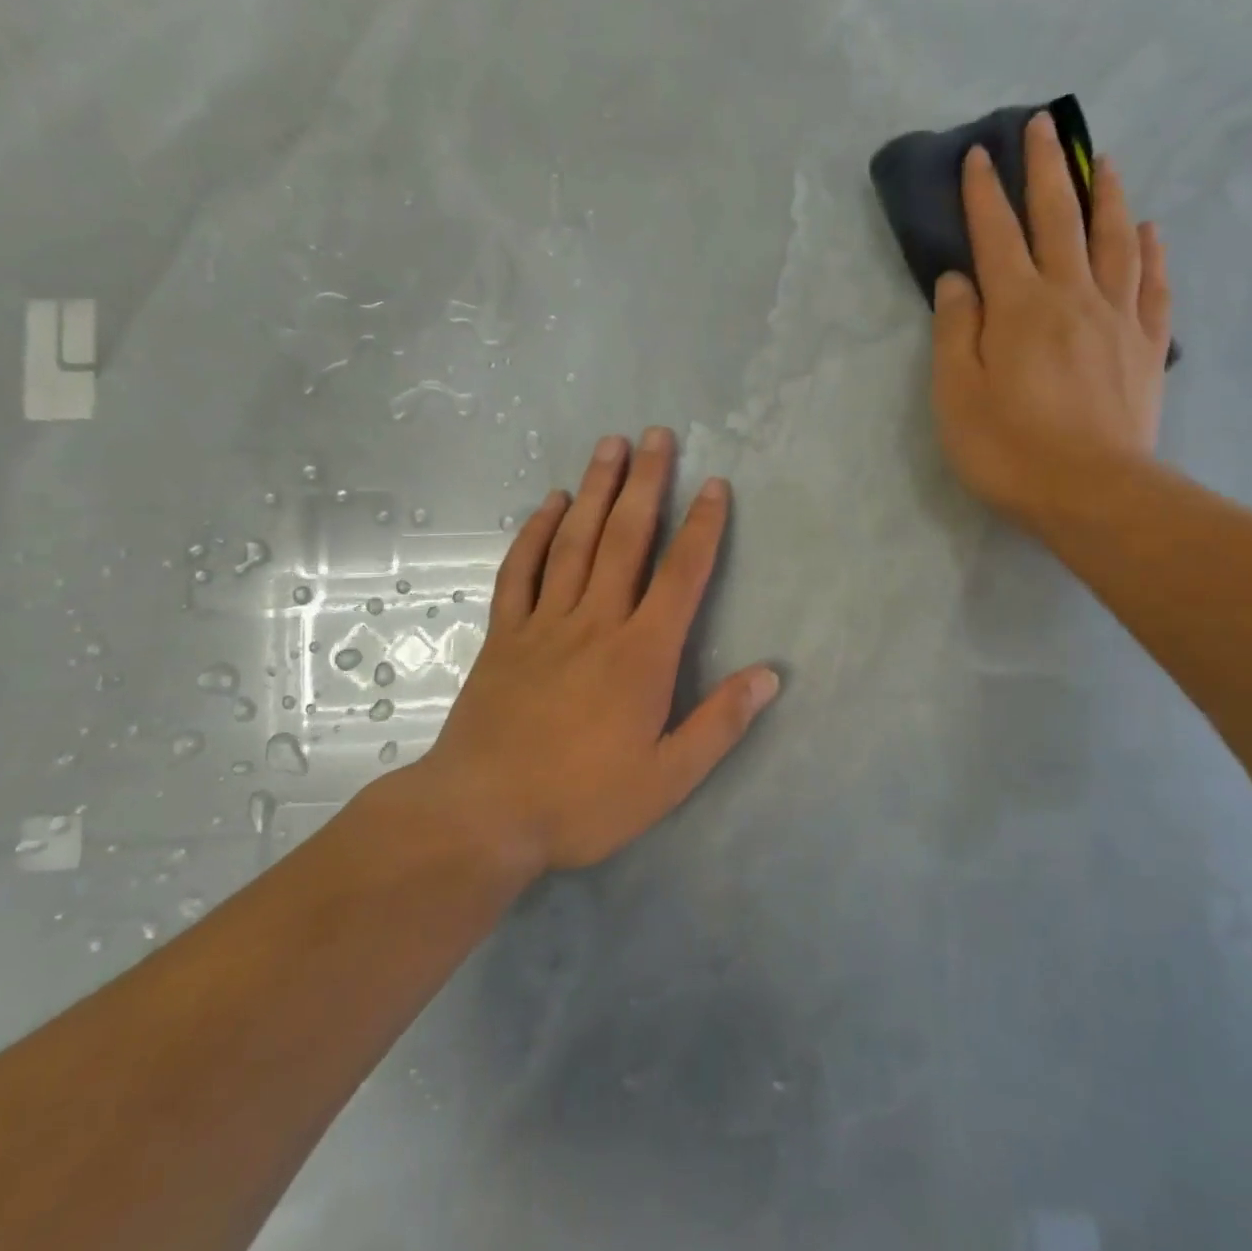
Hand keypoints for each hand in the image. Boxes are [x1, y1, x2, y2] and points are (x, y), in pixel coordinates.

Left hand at [418, 427, 779, 873]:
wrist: (482, 815)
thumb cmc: (582, 800)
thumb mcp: (667, 778)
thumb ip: (720, 724)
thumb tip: (770, 675)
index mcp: (641, 654)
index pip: (681, 575)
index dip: (702, 527)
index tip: (715, 486)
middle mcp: (595, 623)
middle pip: (625, 539)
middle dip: (646, 484)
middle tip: (657, 435)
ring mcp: (544, 624)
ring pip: (574, 541)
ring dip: (596, 490)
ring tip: (610, 446)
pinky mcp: (505, 635)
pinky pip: (521, 571)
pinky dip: (535, 533)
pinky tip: (548, 503)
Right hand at [930, 111, 1173, 536]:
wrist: (1092, 493)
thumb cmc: (1009, 450)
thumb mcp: (957, 396)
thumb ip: (955, 331)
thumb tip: (958, 279)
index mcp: (1018, 307)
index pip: (996, 236)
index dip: (984, 194)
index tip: (979, 154)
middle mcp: (1071, 296)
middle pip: (1059, 220)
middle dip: (1047, 170)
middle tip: (1045, 126)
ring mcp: (1117, 318)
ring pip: (1114, 240)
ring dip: (1106, 195)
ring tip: (1103, 161)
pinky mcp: (1146, 347)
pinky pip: (1153, 285)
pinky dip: (1151, 251)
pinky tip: (1150, 231)